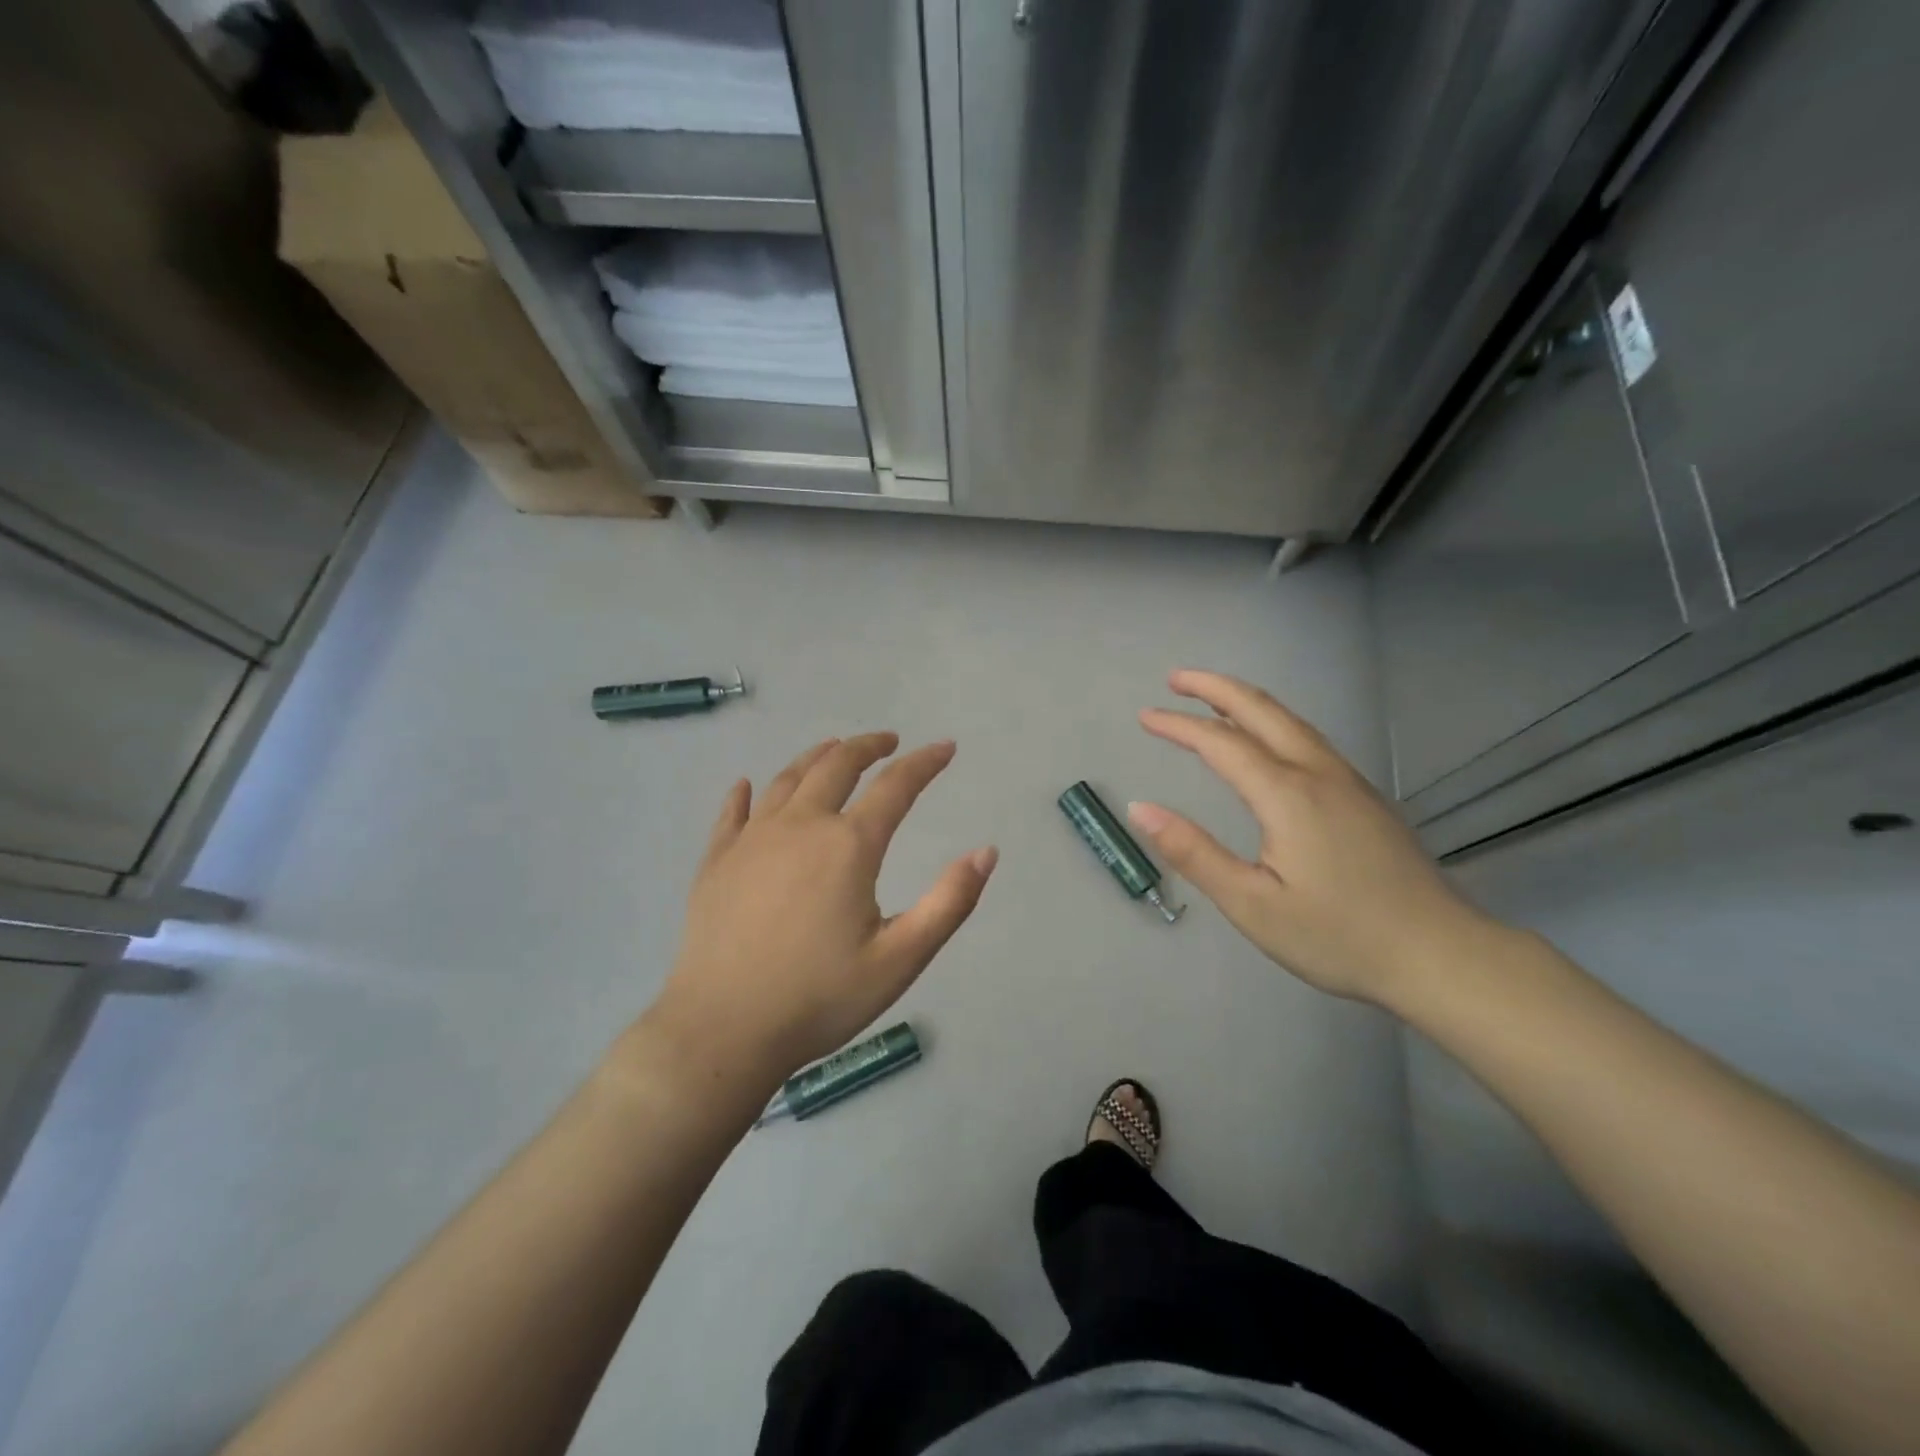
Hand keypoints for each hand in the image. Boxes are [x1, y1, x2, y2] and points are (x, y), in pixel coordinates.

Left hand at [640, 733, 996, 1096]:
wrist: (723, 1030)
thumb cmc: (820, 998)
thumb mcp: (900, 958)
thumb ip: (949, 902)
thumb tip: (986, 851)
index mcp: (849, 846)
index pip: (895, 786)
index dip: (924, 763)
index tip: (945, 747)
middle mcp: (800, 826)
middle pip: (837, 766)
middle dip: (868, 746)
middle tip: (888, 741)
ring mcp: (752, 839)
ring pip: (788, 779)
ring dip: (816, 757)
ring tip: (834, 749)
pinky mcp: (716, 860)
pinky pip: (733, 812)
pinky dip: (746, 793)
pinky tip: (747, 785)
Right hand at [1130, 671, 1494, 1004]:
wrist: (1440, 956)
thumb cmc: (1338, 936)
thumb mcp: (1251, 904)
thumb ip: (1193, 853)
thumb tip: (1141, 809)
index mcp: (1286, 795)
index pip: (1221, 743)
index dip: (1179, 726)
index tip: (1144, 717)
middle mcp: (1318, 774)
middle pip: (1261, 711)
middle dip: (1215, 688)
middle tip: (1176, 679)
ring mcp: (1348, 782)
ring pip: (1290, 721)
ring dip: (1246, 701)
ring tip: (1213, 697)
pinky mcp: (1364, 798)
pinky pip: (1309, 739)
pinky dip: (1273, 721)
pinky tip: (1268, 739)